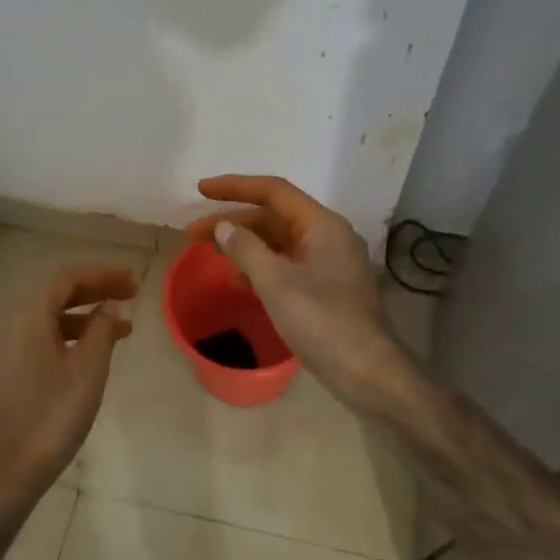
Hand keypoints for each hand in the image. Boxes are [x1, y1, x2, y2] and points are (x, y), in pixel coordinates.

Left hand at [0, 267, 136, 511]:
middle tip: (130, 295)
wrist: (4, 470)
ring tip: (122, 328)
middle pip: (57, 294)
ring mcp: (7, 350)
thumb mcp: (89, 368)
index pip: (67, 278)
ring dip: (86, 316)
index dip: (102, 275)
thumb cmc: (51, 414)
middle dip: (95, 291)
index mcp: (30, 316)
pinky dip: (72, 337)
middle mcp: (13, 325)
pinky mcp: (8, 373)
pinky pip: (44, 339)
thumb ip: (101, 329)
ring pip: (51, 318)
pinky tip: (94, 354)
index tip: (132, 281)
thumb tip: (108, 306)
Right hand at [186, 175, 408, 408]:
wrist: (367, 371)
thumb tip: (224, 226)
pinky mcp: (327, 289)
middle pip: (274, 217)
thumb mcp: (276, 282)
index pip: (274, 191)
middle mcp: (329, 236)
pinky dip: (261, 267)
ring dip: (245, 245)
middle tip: (192, 234)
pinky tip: (239, 281)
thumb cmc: (322, 321)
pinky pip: (288, 266)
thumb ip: (246, 249)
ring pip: (280, 242)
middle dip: (234, 221)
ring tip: (210, 253)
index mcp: (322, 225)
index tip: (201, 190)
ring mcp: (330, 264)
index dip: (235, 187)